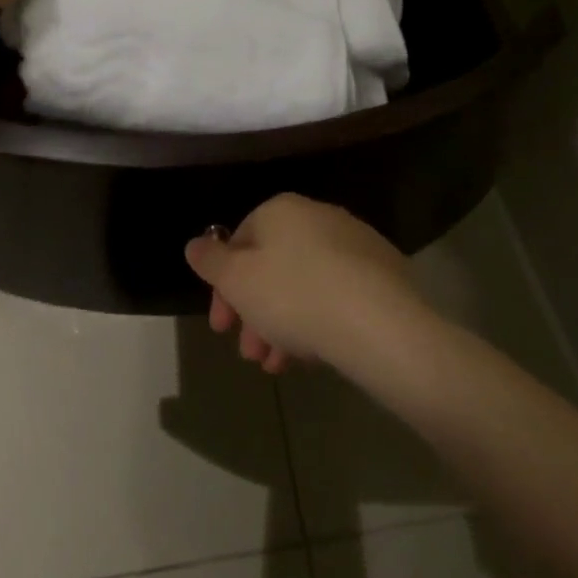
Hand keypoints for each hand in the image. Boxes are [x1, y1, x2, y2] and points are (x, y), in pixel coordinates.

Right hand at [185, 194, 425, 373]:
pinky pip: (336, 294)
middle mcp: (317, 216)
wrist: (378, 321)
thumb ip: (210, 261)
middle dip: (254, 314)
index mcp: (281, 210)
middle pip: (273, 267)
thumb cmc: (294, 295)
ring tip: (278, 367)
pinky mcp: (382, 273)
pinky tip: (313, 356)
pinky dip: (317, 321)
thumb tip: (195, 244)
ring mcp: (354, 243)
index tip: (221, 327)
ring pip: (303, 285)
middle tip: (250, 354)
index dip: (223, 287)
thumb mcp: (237, 281)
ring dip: (282, 326)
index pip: (240, 241)